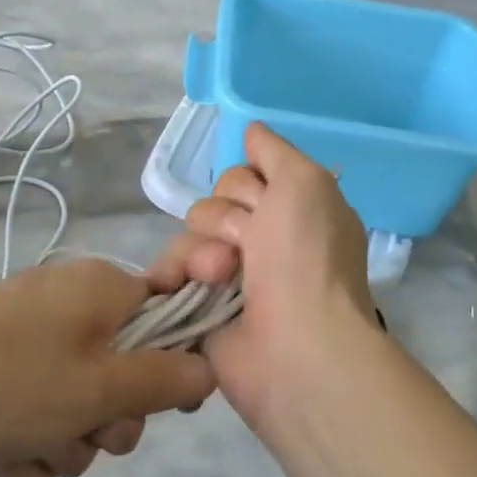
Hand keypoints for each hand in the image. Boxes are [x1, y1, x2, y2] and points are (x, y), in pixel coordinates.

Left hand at [0, 258, 215, 476]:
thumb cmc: (6, 380)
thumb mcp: (99, 386)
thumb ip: (164, 379)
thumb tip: (210, 368)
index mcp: (102, 292)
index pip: (169, 318)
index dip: (175, 365)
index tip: (167, 404)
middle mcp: (72, 311)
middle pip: (127, 375)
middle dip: (111, 421)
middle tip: (86, 431)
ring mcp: (32, 347)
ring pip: (81, 409)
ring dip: (65, 444)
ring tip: (30, 449)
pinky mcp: (0, 382)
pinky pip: (39, 421)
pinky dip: (28, 449)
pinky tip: (1, 461)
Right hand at [148, 123, 380, 433]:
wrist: (296, 346)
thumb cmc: (307, 259)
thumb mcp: (305, 183)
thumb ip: (275, 152)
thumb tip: (251, 130)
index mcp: (290, 214)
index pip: (242, 176)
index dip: (246, 187)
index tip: (264, 205)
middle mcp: (260, 242)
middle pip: (211, 204)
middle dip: (224, 220)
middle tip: (247, 246)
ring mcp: (228, 278)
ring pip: (187, 236)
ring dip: (201, 252)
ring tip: (219, 279)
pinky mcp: (198, 307)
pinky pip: (169, 273)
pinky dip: (173, 276)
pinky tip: (180, 289)